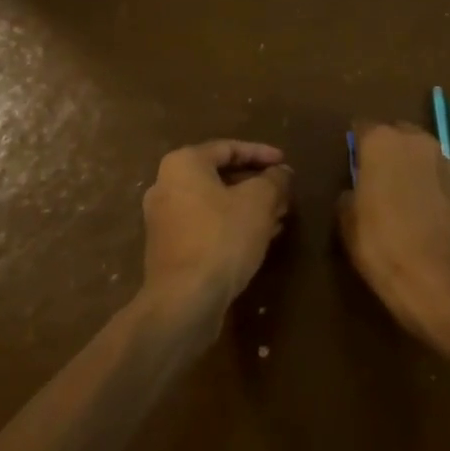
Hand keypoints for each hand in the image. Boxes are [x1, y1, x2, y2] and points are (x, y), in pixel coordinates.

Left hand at [142, 140, 293, 309]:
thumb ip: (274, 179)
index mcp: (183, 164)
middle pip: (220, 176)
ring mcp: (164, 220)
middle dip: (256, 184)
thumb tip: (282, 173)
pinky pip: (206, 226)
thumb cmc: (222, 237)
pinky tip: (260, 238)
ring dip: (247, 207)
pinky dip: (232, 225)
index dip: (262, 154)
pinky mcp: (169, 250)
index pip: (229, 148)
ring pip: (215, 203)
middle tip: (284, 192)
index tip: (286, 163)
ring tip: (279, 215)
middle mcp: (166, 186)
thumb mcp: (260, 201)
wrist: (184, 301)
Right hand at [338, 121, 449, 340]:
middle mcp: (414, 139)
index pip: (362, 128)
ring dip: (408, 165)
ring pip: (418, 152)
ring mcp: (442, 158)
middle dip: (385, 151)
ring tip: (398, 195)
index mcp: (381, 141)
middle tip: (374, 179)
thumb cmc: (383, 244)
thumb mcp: (348, 223)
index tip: (351, 165)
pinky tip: (419, 208)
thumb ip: (349, 196)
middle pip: (395, 135)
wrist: (441, 275)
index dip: (356, 147)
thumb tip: (354, 191)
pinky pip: (434, 172)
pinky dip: (426, 182)